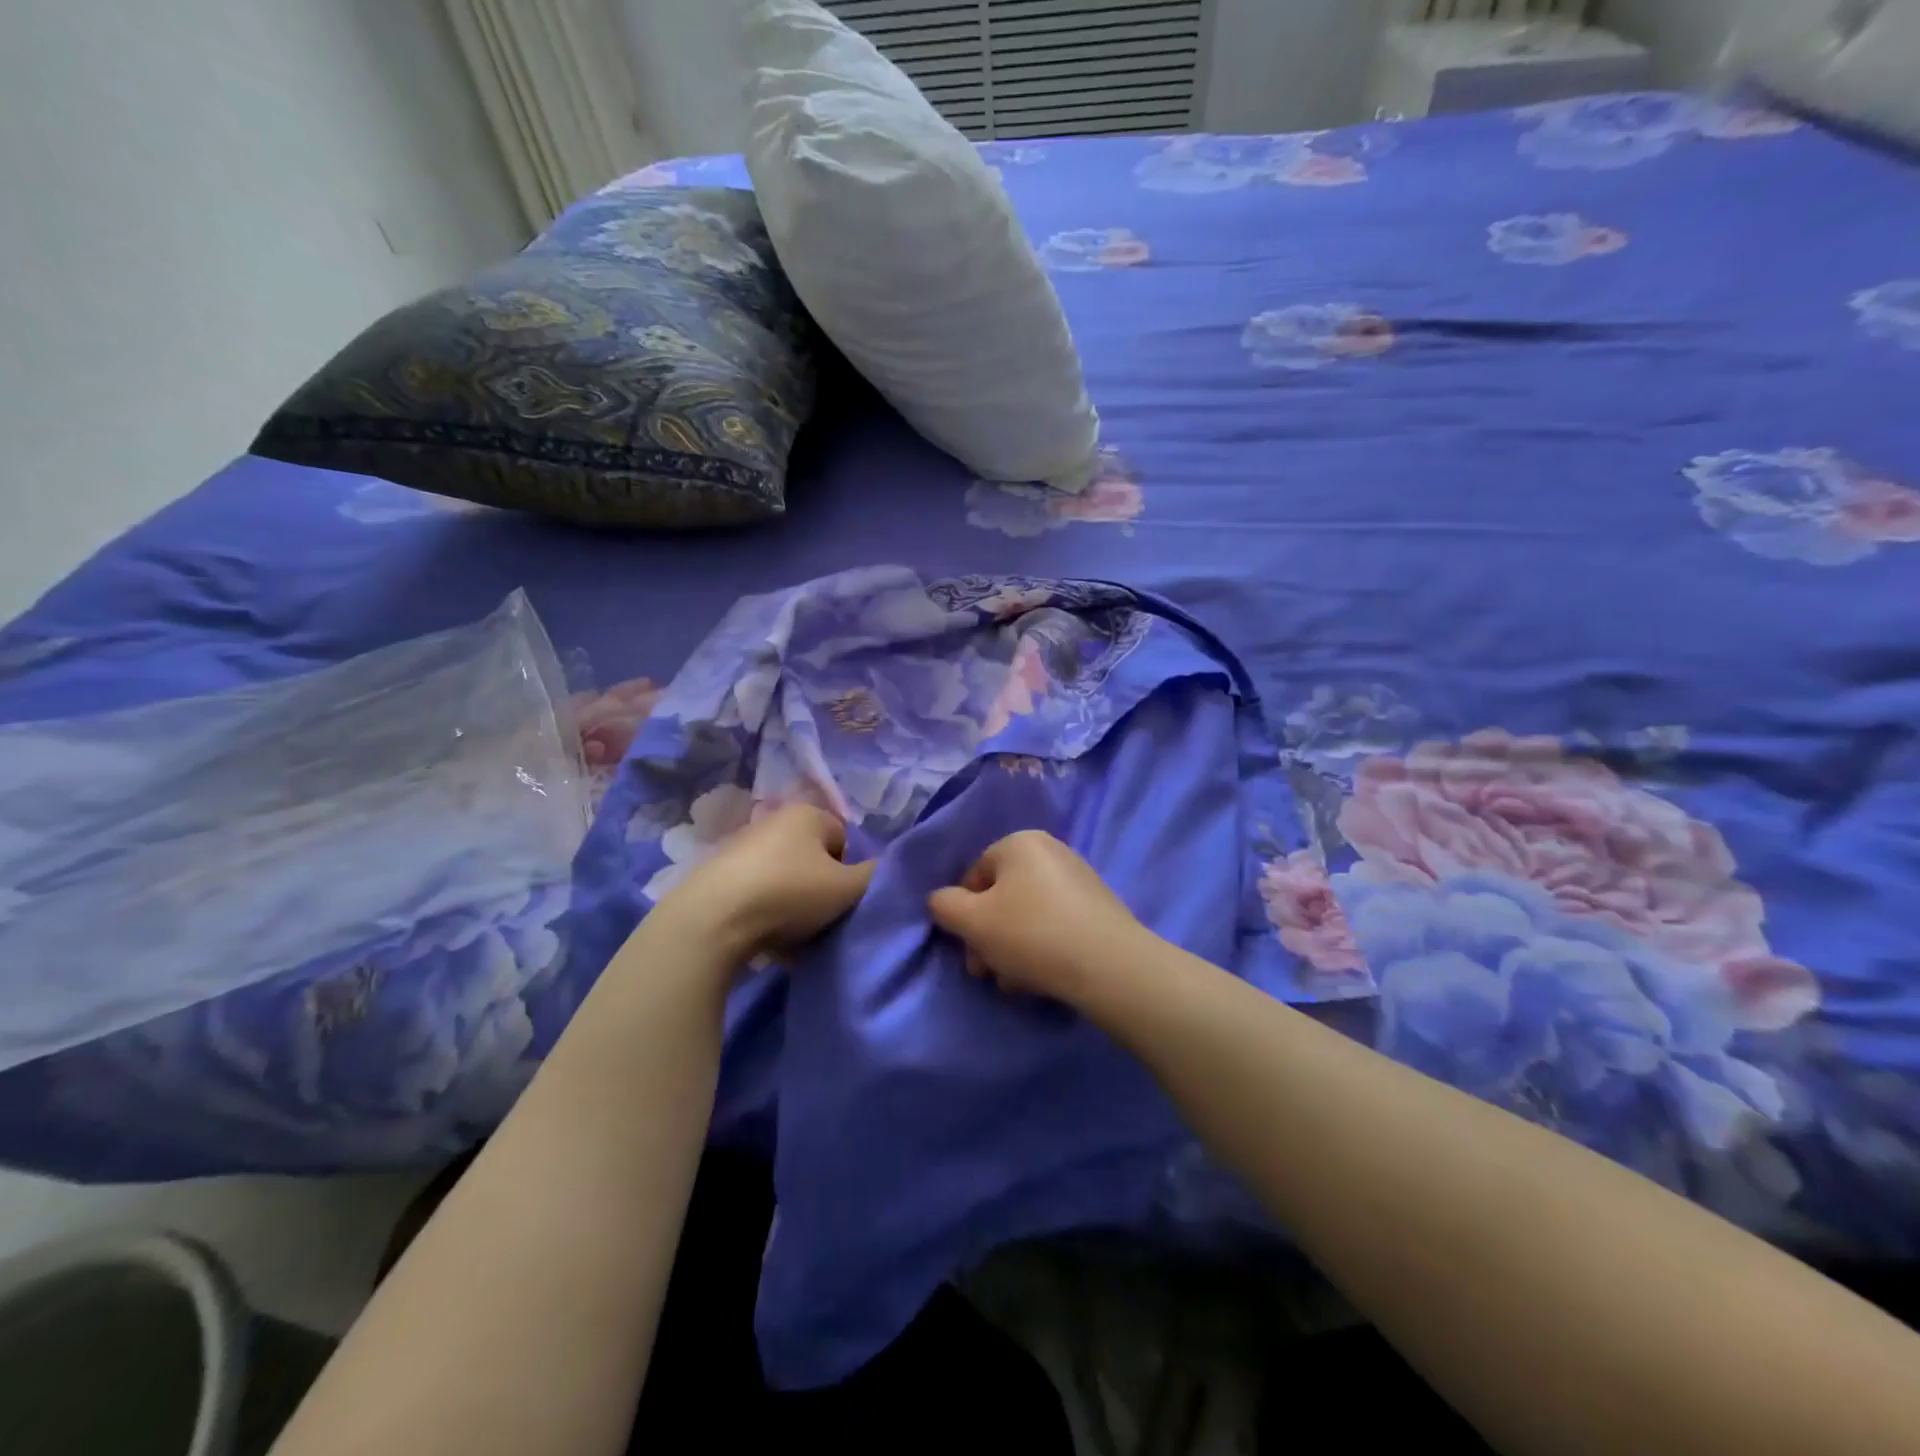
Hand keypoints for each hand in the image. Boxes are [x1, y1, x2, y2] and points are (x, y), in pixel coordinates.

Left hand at [660, 804, 874, 962]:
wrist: (712, 920)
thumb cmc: (790, 893)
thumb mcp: (848, 888)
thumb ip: (876, 877)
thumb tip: (884, 872)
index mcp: (808, 814)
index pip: (845, 840)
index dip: (850, 872)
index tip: (843, 900)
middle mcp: (775, 822)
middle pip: (815, 862)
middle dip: (821, 892)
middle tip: (823, 921)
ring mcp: (743, 849)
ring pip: (786, 882)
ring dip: (795, 909)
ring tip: (795, 938)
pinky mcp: (719, 878)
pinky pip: (758, 898)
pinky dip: (767, 917)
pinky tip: (769, 943)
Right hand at [927, 831, 1145, 1005]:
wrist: (1109, 965)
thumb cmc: (1032, 934)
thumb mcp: (972, 921)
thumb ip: (944, 906)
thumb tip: (942, 901)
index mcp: (1020, 842)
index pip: (974, 876)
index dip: (963, 915)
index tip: (969, 951)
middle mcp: (1050, 850)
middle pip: (1001, 896)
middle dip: (987, 937)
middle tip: (987, 972)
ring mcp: (1078, 878)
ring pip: (1026, 914)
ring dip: (1011, 948)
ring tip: (1014, 982)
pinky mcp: (1097, 907)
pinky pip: (1054, 923)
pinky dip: (1040, 947)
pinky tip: (1040, 977)